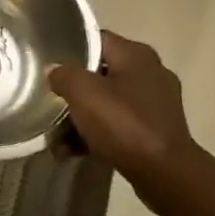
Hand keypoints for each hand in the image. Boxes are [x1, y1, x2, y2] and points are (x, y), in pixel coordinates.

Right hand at [48, 33, 214, 215]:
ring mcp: (155, 105)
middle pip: (99, 74)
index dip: (70, 48)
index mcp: (136, 55)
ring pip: (107, 103)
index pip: (96, 39)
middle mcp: (150, 73)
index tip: (49, 61)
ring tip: (55, 137)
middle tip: (50, 100)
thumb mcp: (82, 92)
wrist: (166, 175)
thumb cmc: (123, 123)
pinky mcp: (155, 132)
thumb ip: (63, 74)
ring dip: (80, 118)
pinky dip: (96, 135)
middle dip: (73, 91)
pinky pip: (118, 126)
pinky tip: (70, 151)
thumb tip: (55, 70)